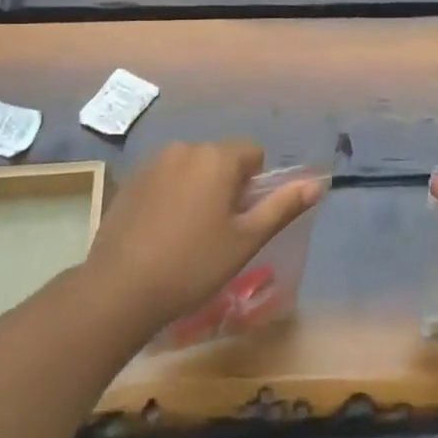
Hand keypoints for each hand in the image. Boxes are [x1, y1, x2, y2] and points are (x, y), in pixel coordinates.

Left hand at [85, 141, 326, 331]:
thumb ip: (282, 206)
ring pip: (192, 169)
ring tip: (188, 235)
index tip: (242, 219)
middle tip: (218, 231)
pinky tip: (162, 233)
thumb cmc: (193, 264)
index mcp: (216, 158)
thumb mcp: (246, 239)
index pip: (253, 153)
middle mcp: (184, 149)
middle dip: (227, 186)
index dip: (255, 185)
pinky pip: (165, 179)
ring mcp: (152, 163)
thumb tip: (317, 183)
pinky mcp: (130, 181)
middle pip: (221, 159)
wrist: (120, 289)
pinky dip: (171, 197)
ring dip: (199, 190)